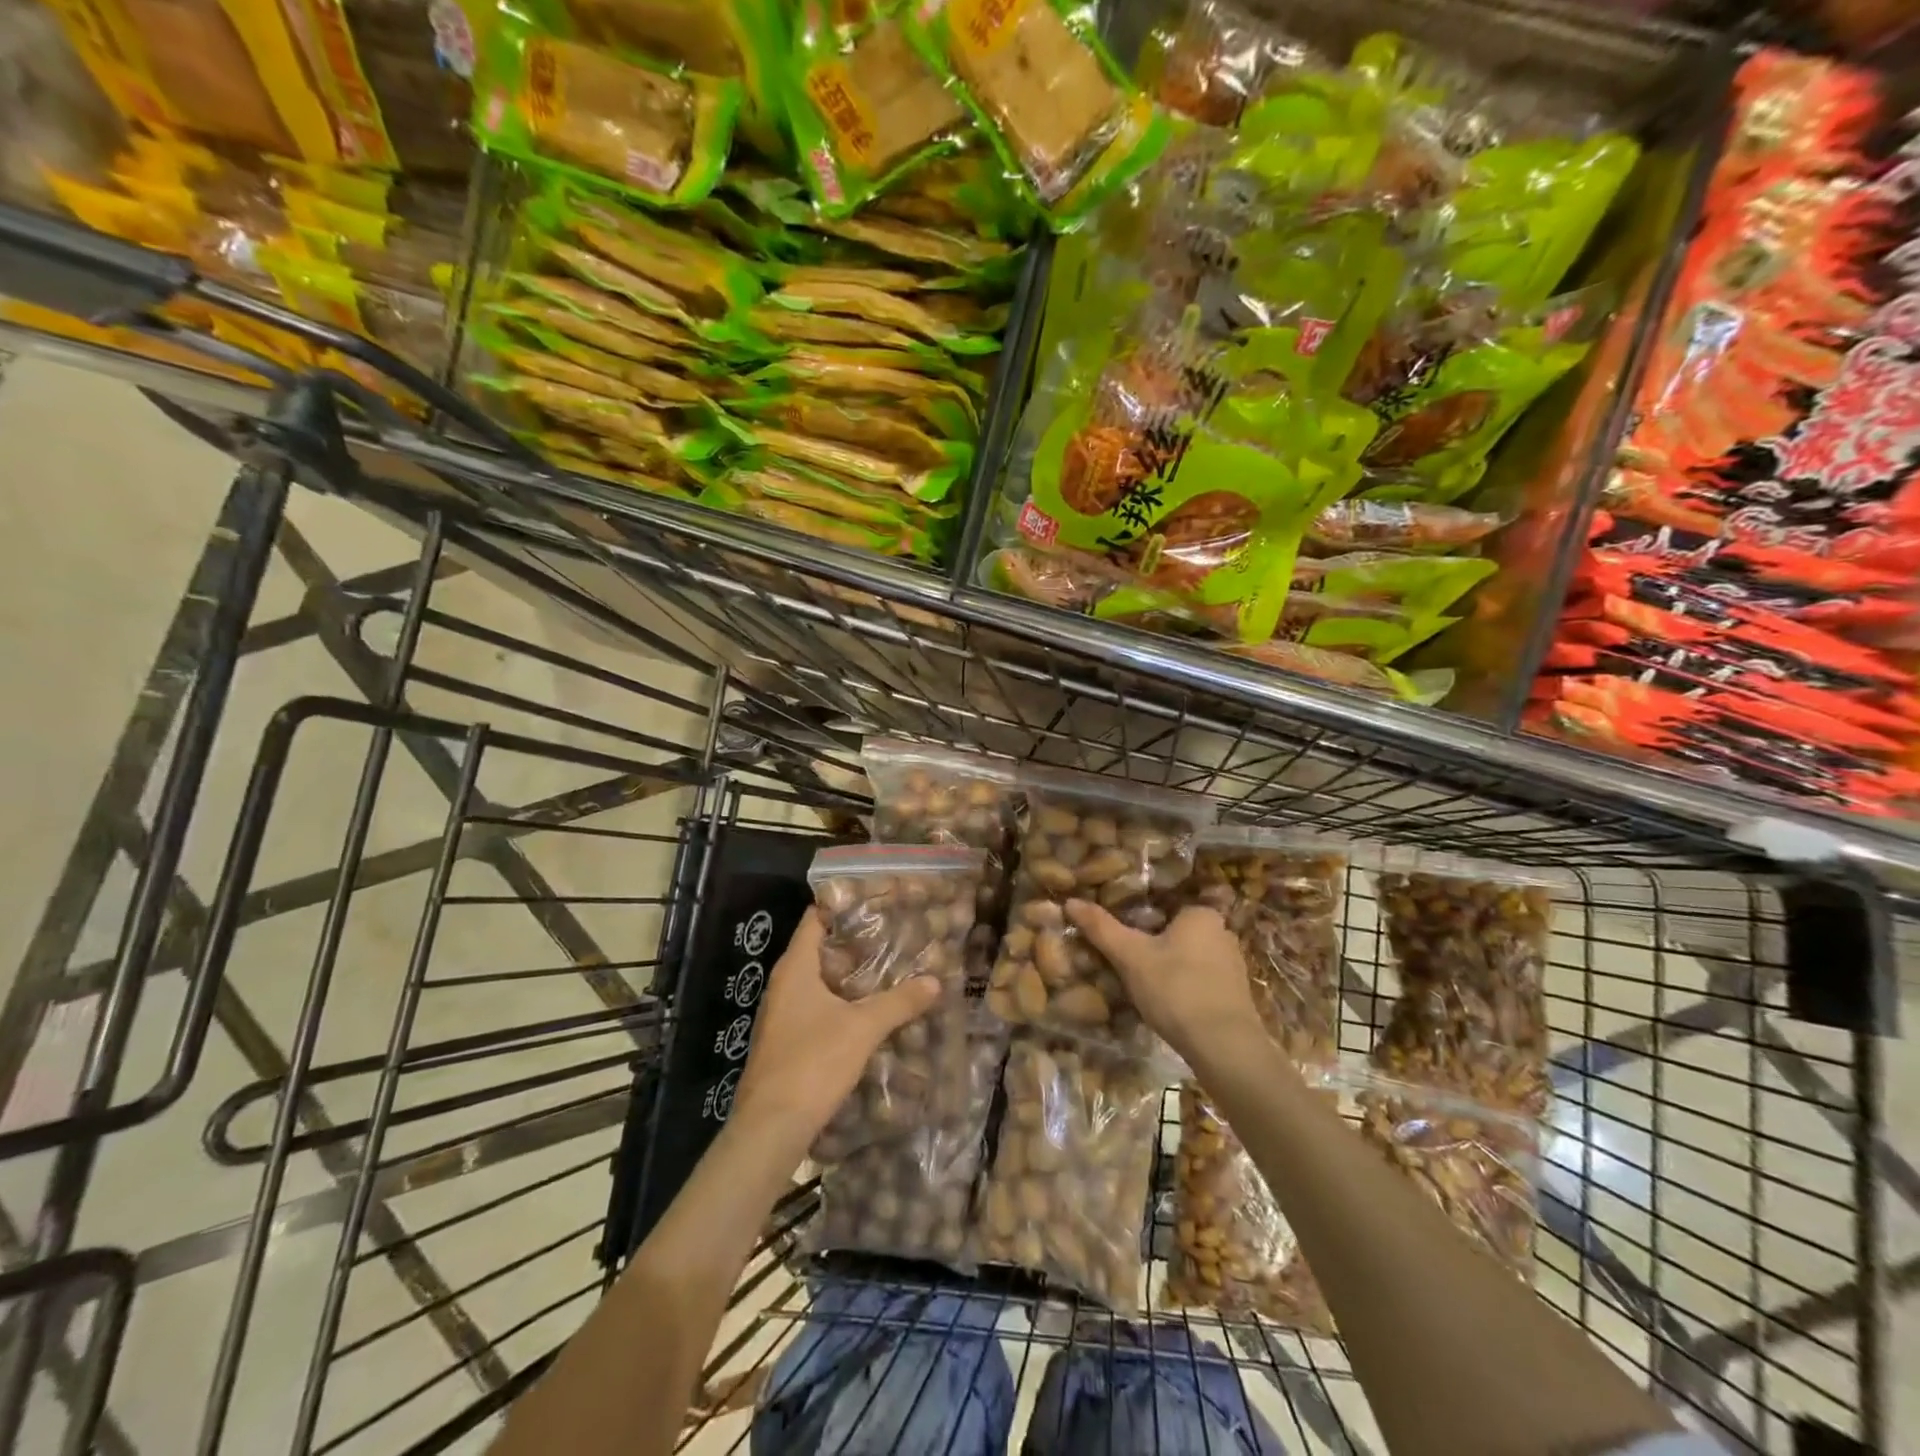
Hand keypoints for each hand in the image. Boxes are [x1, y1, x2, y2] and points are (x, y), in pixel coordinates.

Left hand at [732, 911, 941, 1147]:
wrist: (771, 1127)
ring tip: (889, 967)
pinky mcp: (787, 1040)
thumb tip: (936, 981)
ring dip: (850, 974)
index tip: (876, 901)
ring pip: (819, 980)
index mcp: (795, 968)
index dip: (843, 905)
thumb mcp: (863, 1028)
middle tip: (893, 933)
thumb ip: (899, 1002)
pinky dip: (842, 1001)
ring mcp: (782, 1014)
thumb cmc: (813, 1062)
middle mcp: (784, 984)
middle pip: (820, 948)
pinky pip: (817, 1006)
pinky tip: (869, 1010)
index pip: (815, 919)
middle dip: (855, 941)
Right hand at [1066, 900, 1262, 1067]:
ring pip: (1189, 959)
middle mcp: (1223, 933)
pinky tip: (1168, 1005)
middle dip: (1154, 945)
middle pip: (1177, 932)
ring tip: (1143, 986)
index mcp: (1201, 914)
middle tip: (1126, 962)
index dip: (1140, 920)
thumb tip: (1071, 901)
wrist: (1225, 1047)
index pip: (1165, 906)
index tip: (1122, 937)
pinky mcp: (1236, 995)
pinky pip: (1201, 981)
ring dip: (1169, 969)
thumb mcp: (1131, 956)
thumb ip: (1101, 928)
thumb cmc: (1176, 989)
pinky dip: (1184, 988)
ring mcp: (1234, 966)